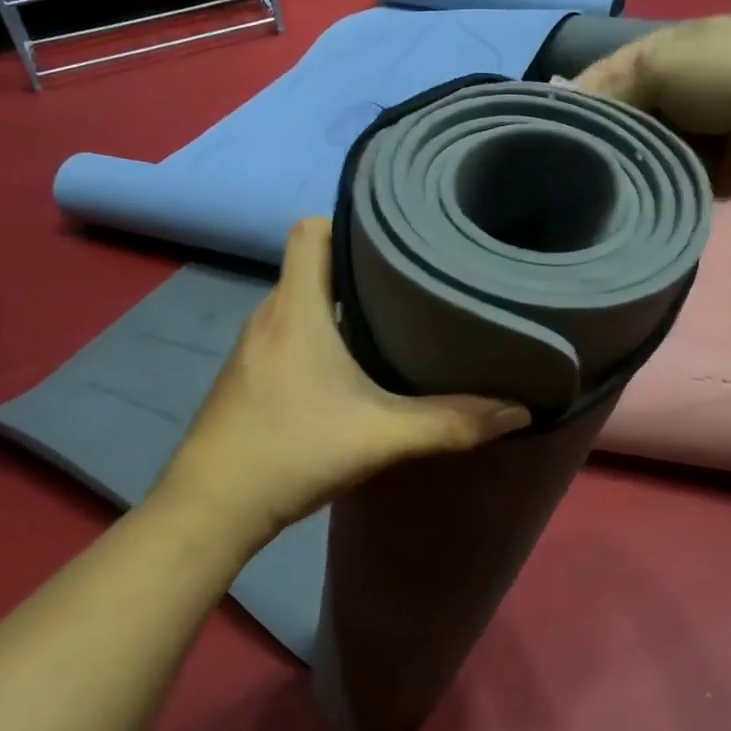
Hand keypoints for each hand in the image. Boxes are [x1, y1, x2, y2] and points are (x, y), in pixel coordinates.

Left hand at [152, 218, 531, 547]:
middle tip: (413, 281)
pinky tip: (351, 371)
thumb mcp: (381, 436)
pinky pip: (290, 335)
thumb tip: (519, 411)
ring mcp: (253, 347)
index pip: (310, 230)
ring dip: (341, 306)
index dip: (349, 222)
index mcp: (296, 308)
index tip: (394, 238)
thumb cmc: (292, 451)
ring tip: (393, 321)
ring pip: (302, 303)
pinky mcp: (248, 376)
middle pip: (313, 266)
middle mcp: (269, 315)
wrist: (211, 508)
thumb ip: (452, 423)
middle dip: (359, 268)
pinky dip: (321, 337)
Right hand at [574, 16, 730, 196]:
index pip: (599, 82)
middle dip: (593, 144)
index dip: (572, 105)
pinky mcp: (696, 174)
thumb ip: (610, 88)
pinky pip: (657, 185)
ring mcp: (683, 137)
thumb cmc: (727, 71)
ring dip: (616, 172)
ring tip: (579, 195)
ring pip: (633, 158)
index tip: (542, 136)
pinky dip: (642, 194)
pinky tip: (613, 207)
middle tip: (556, 174)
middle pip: (614, 123)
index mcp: (657, 56)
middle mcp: (665, 95)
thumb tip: (566, 109)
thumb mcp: (658, 64)